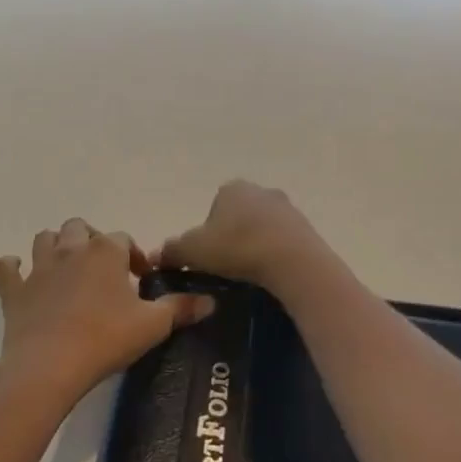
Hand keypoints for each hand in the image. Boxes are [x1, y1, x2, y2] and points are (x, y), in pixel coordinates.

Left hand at [0, 218, 214, 405]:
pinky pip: (5, 269)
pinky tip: (17, 273)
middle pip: (80, 228)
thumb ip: (181, 308)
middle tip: (104, 269)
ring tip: (67, 267)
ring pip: (44, 239)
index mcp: (105, 252)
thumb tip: (211, 301)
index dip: (133, 255)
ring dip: (56, 246)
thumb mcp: (153, 325)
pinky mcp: (14, 291)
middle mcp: (71, 250)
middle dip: (92, 241)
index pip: (123, 239)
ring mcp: (39, 269)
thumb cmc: (105, 339)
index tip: (141, 279)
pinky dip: (10, 267)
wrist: (49, 366)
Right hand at [159, 180, 326, 290]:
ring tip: (251, 272)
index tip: (209, 257)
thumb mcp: (193, 251)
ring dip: (256, 244)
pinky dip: (275, 253)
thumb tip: (155, 256)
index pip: (213, 208)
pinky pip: (283, 240)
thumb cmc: (237, 248)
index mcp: (231, 189)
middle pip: (239, 215)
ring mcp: (287, 207)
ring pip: (262, 227)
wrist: (292, 261)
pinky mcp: (306, 227)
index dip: (207, 233)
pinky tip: (271, 272)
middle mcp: (260, 190)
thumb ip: (172, 251)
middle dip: (233, 236)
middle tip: (228, 266)